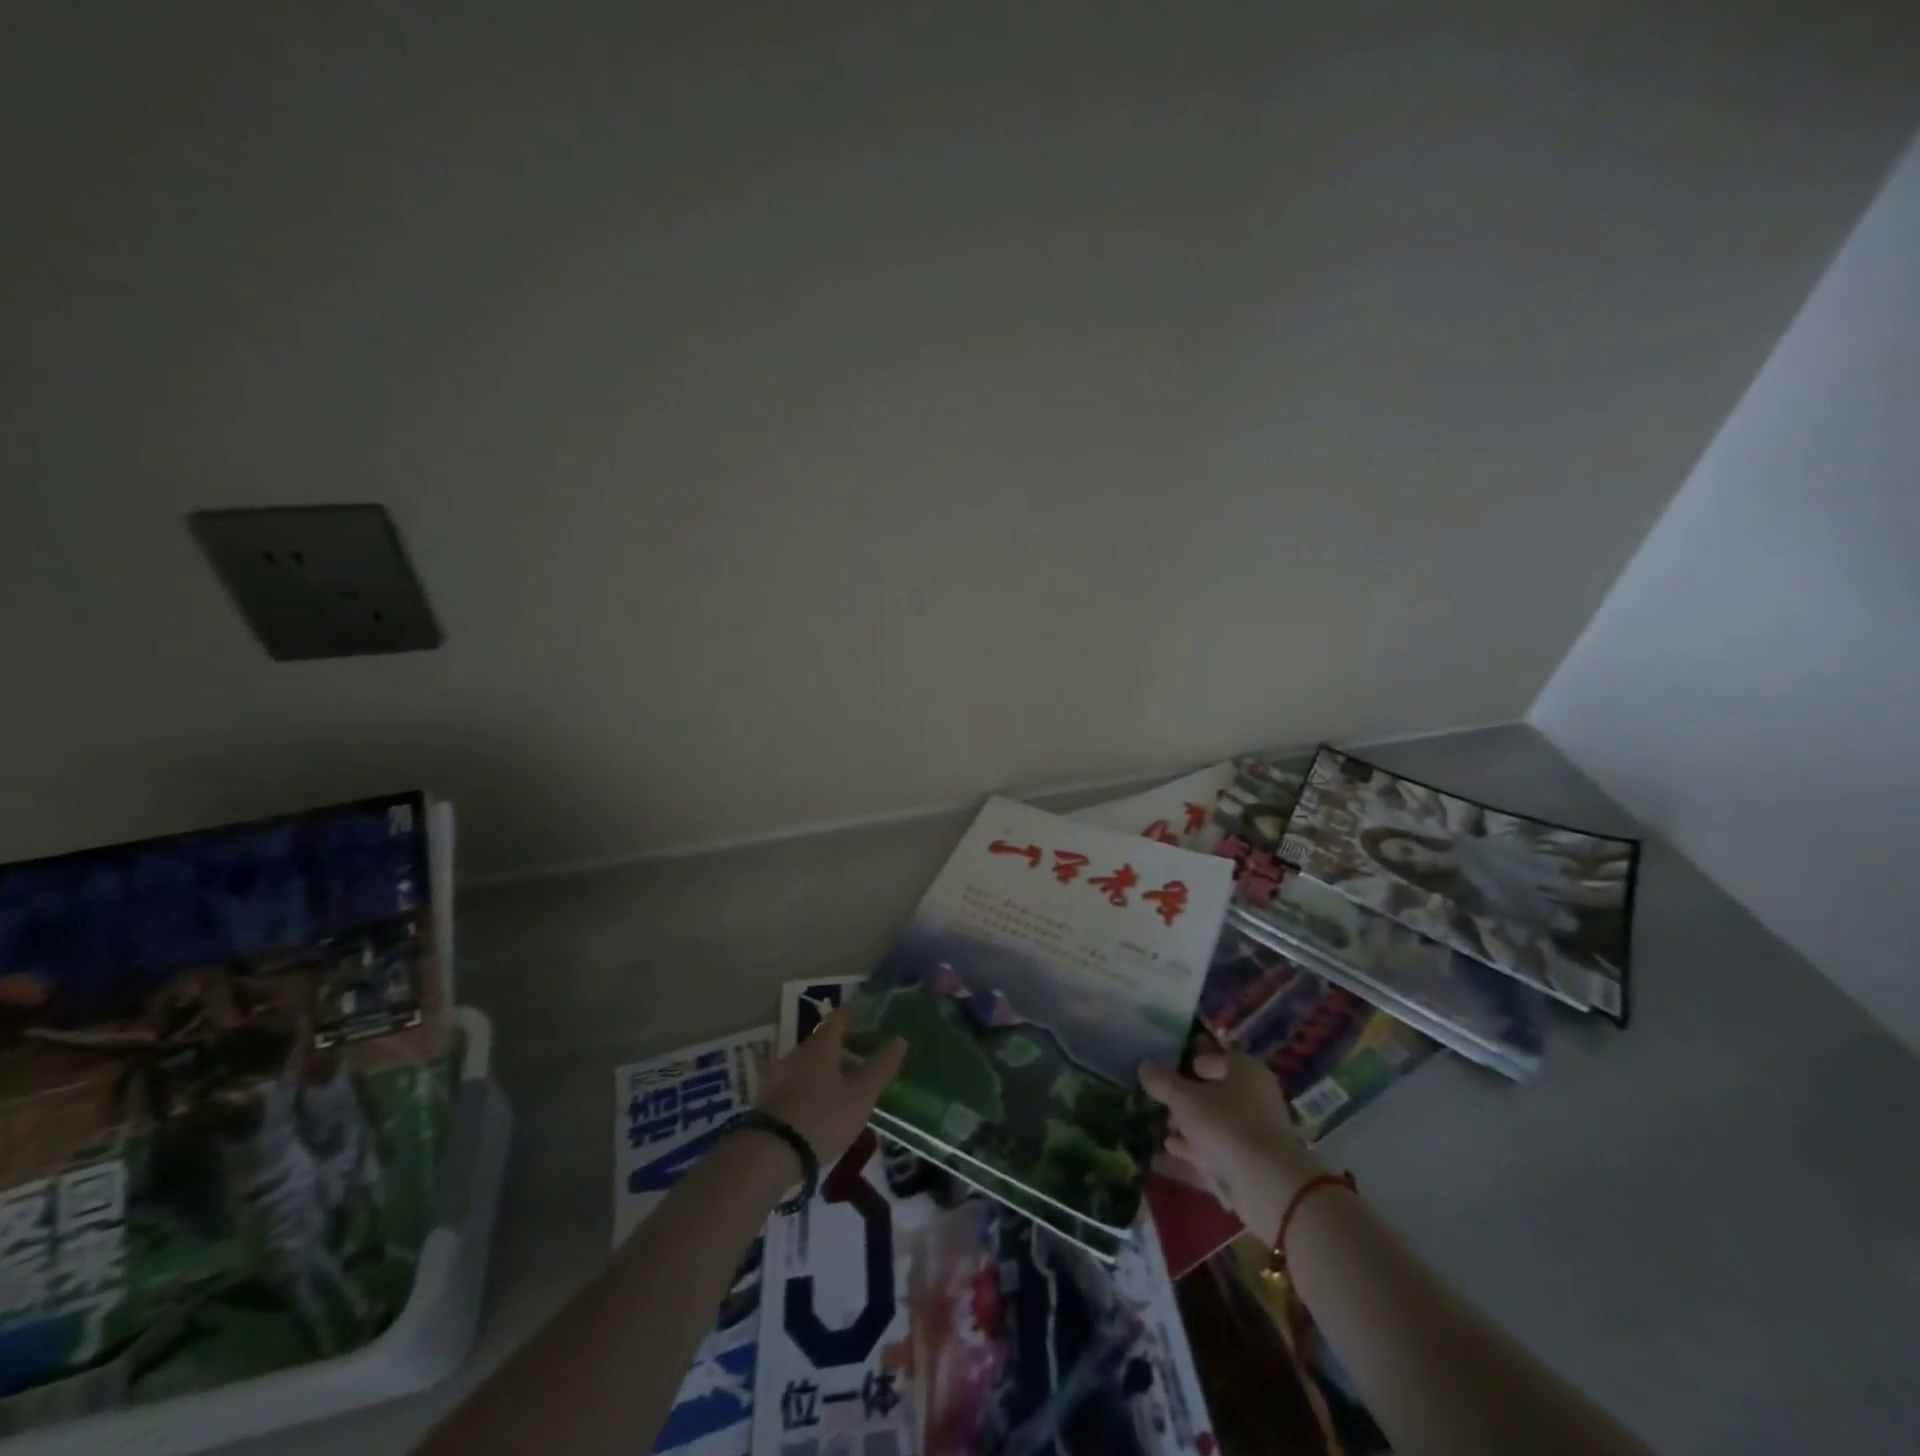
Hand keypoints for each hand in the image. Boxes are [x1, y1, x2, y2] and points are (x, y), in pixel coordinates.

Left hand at [755, 1006, 905, 1169]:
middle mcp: (798, 1053)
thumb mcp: (860, 1096)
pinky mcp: (769, 1099)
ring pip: (810, 1065)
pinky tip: (823, 1107)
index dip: (854, 1015)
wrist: (767, 1154)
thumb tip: (899, 1039)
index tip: (867, 1016)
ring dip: (829, 1070)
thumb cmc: (822, 1117)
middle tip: (865, 1059)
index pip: (839, 1018)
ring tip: (848, 1087)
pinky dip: (814, 1087)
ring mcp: (780, 1076)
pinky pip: (798, 1084)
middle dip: (844, 1048)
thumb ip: (880, 1067)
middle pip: (824, 1043)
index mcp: (821, 1045)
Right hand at [1139, 1034, 1324, 1241]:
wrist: (1269, 1186)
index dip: (1186, 1057)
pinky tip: (1168, 1148)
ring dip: (1187, 1122)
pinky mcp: (1250, 1160)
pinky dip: (1194, 1146)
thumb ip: (1162, 1081)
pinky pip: (1216, 1145)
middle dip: (1184, 1094)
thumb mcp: (1185, 1098)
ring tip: (1158, 1123)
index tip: (1161, 1064)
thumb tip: (1144, 1066)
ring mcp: (1254, 1130)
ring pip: (1214, 1119)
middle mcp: (1253, 1095)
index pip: (1212, 1054)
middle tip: (1156, 1096)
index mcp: (1244, 1070)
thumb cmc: (1227, 1125)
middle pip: (1213, 1088)